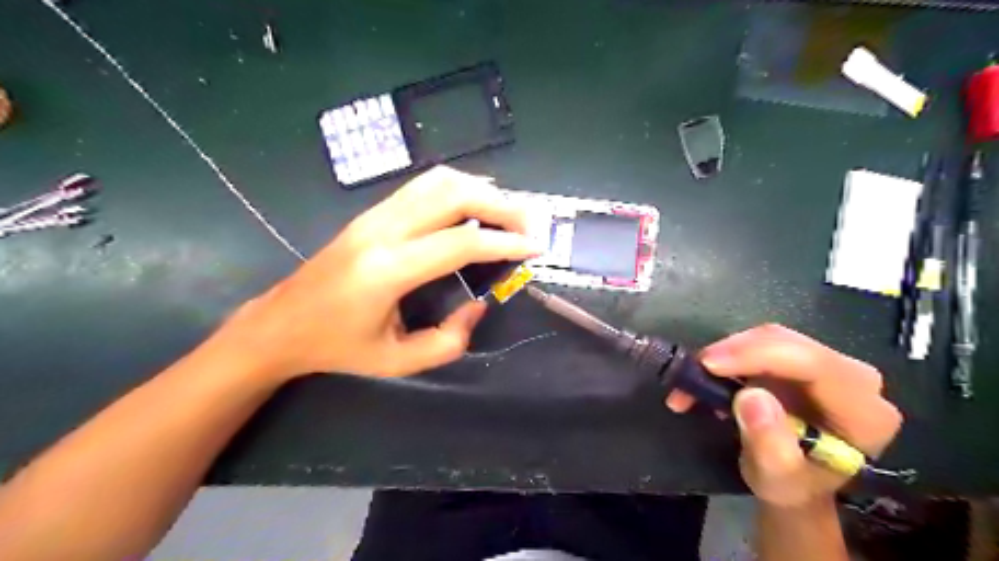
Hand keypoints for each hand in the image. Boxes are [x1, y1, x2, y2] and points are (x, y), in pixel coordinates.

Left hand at [216, 167, 537, 380]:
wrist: (280, 324)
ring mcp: (373, 215)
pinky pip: (422, 187)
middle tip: (529, 225)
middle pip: (452, 196)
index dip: (505, 243)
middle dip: (500, 206)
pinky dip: (457, 189)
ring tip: (508, 212)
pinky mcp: (371, 213)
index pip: (460, 243)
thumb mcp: (397, 361)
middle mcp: (381, 231)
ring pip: (437, 181)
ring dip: (480, 190)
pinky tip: (474, 205)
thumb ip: (448, 340)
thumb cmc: (337, 348)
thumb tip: (479, 304)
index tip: (535, 248)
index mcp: (387, 271)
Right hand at [661, 324, 906, 507]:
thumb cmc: (791, 486)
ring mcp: (828, 366)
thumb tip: (750, 396)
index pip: (814, 365)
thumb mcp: (776, 478)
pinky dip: (729, 357)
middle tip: (693, 370)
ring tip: (693, 379)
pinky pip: (762, 344)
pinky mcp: (802, 361)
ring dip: (726, 354)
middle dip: (735, 352)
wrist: (794, 484)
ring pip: (770, 339)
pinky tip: (708, 376)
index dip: (759, 356)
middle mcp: (854, 380)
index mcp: (863, 413)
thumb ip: (769, 442)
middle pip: (789, 344)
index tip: (709, 365)